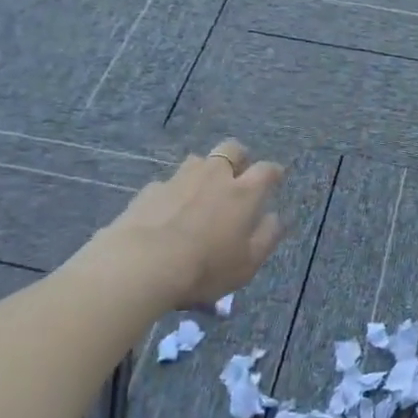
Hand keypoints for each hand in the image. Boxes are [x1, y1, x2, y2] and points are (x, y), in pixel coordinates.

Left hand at [85, 139, 286, 310]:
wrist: (142, 264)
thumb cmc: (205, 267)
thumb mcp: (247, 264)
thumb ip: (267, 237)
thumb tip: (275, 217)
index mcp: (243, 193)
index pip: (266, 170)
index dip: (273, 172)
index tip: (276, 177)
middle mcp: (214, 176)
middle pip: (231, 149)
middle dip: (239, 157)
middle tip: (238, 175)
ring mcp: (179, 179)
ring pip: (198, 161)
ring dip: (205, 172)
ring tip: (201, 193)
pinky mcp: (150, 190)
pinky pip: (168, 183)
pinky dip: (174, 192)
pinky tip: (167, 213)